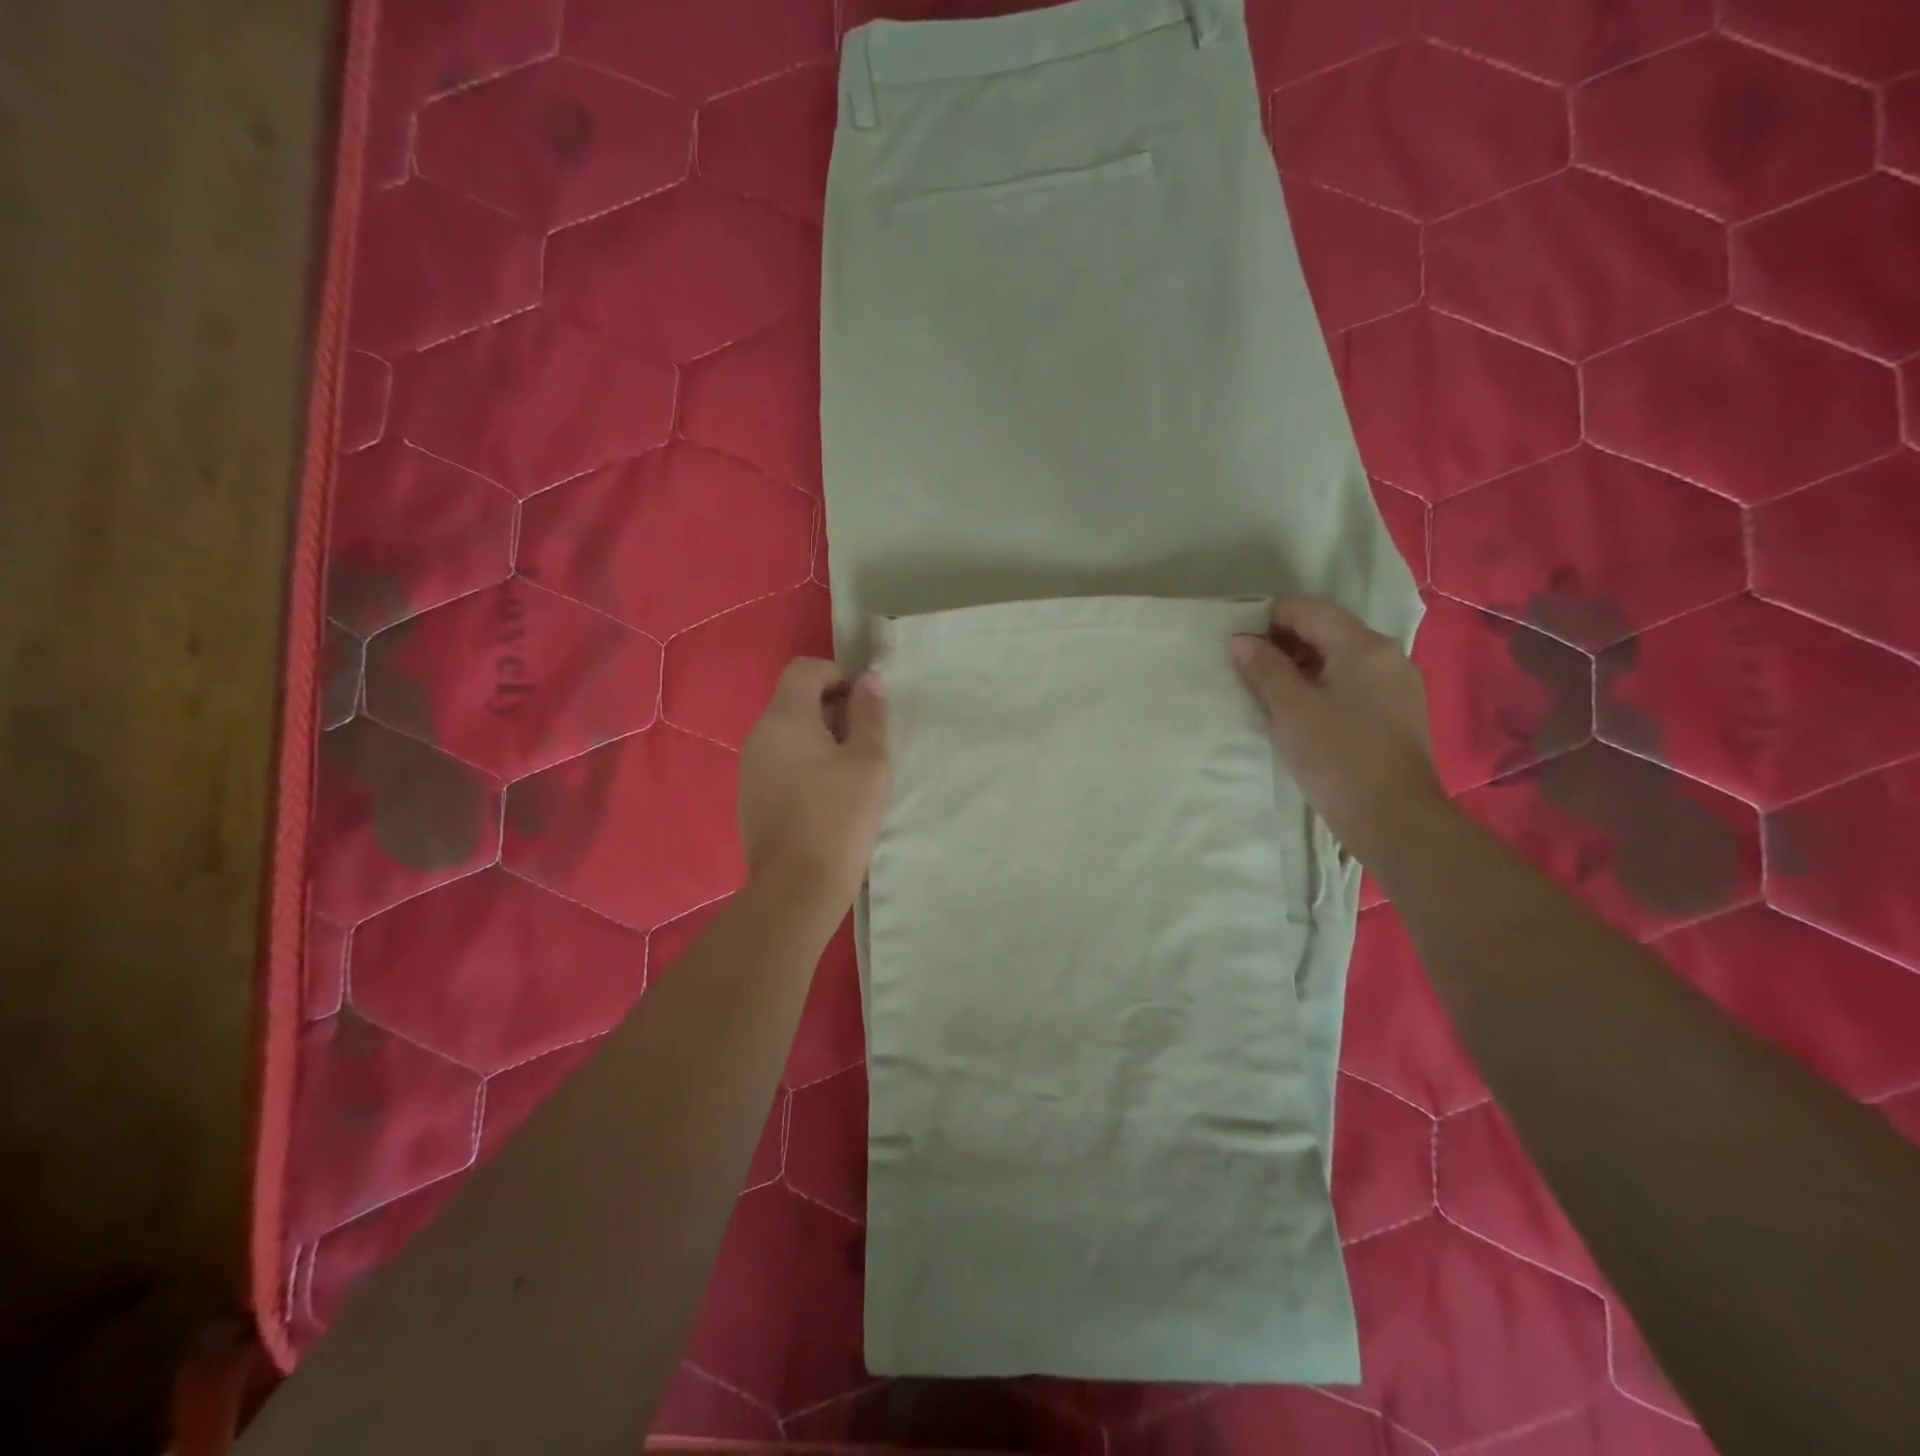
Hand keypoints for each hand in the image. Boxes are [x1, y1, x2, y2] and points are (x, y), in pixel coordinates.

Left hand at [737, 658, 890, 909]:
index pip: (805, 669)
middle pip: (795, 700)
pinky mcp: (752, 797)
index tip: (866, 704)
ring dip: (822, 738)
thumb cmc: (839, 816)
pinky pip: (780, 762)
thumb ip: (869, 714)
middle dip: (834, 709)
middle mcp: (759, 735)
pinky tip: (829, 796)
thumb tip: (868, 680)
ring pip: (789, 734)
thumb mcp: (869, 761)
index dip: (838, 675)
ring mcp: (750, 768)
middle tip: (867, 740)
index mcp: (784, 718)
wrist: (797, 887)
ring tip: (853, 771)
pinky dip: (806, 764)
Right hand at [1231, 597, 1445, 864]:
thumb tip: (1241, 640)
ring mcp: (1397, 684)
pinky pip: (1354, 683)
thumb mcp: (1290, 710)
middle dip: (1284, 645)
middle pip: (1326, 631)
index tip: (1240, 650)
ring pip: (1339, 659)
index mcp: (1363, 645)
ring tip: (1271, 697)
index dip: (1267, 622)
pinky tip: (1303, 716)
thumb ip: (1264, 669)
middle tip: (1250, 675)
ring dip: (1302, 668)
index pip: (1306, 610)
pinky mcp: (1398, 712)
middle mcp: (1386, 655)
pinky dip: (1324, 687)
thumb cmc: (1337, 757)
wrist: (1394, 818)